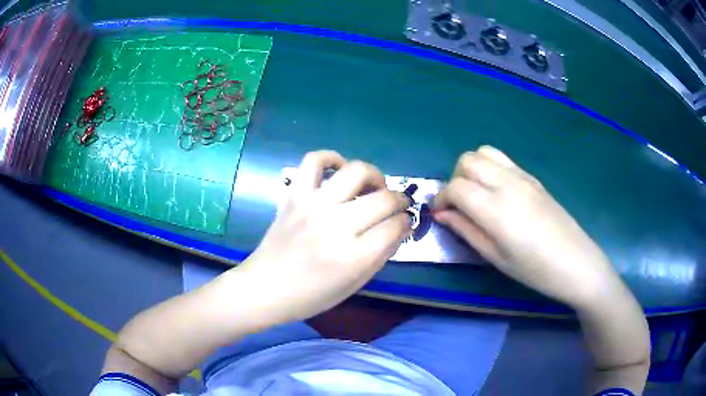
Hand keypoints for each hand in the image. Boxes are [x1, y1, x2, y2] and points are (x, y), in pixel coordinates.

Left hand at [241, 150, 410, 322]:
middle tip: (398, 205)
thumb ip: (381, 255)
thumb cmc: (311, 295)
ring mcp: (313, 206)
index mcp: (353, 256)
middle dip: (400, 200)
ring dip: (374, 175)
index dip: (406, 222)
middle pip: (383, 198)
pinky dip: (330, 158)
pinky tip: (339, 170)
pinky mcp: (294, 195)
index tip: (405, 222)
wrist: (265, 288)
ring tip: (373, 186)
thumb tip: (399, 227)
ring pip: (355, 171)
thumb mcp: (354, 284)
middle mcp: (336, 225)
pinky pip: (314, 161)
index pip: (395, 226)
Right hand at [433, 146, 620, 308]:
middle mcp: (508, 184)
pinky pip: (503, 160)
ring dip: (472, 169)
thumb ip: (466, 230)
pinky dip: (490, 168)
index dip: (441, 198)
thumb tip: (442, 214)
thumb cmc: (535, 270)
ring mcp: (523, 177)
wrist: (576, 262)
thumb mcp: (496, 257)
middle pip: (467, 160)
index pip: (456, 187)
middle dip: (455, 179)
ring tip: (476, 194)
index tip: (441, 214)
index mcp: (496, 209)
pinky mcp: (533, 177)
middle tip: (459, 204)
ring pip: (485, 152)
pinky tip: (497, 193)